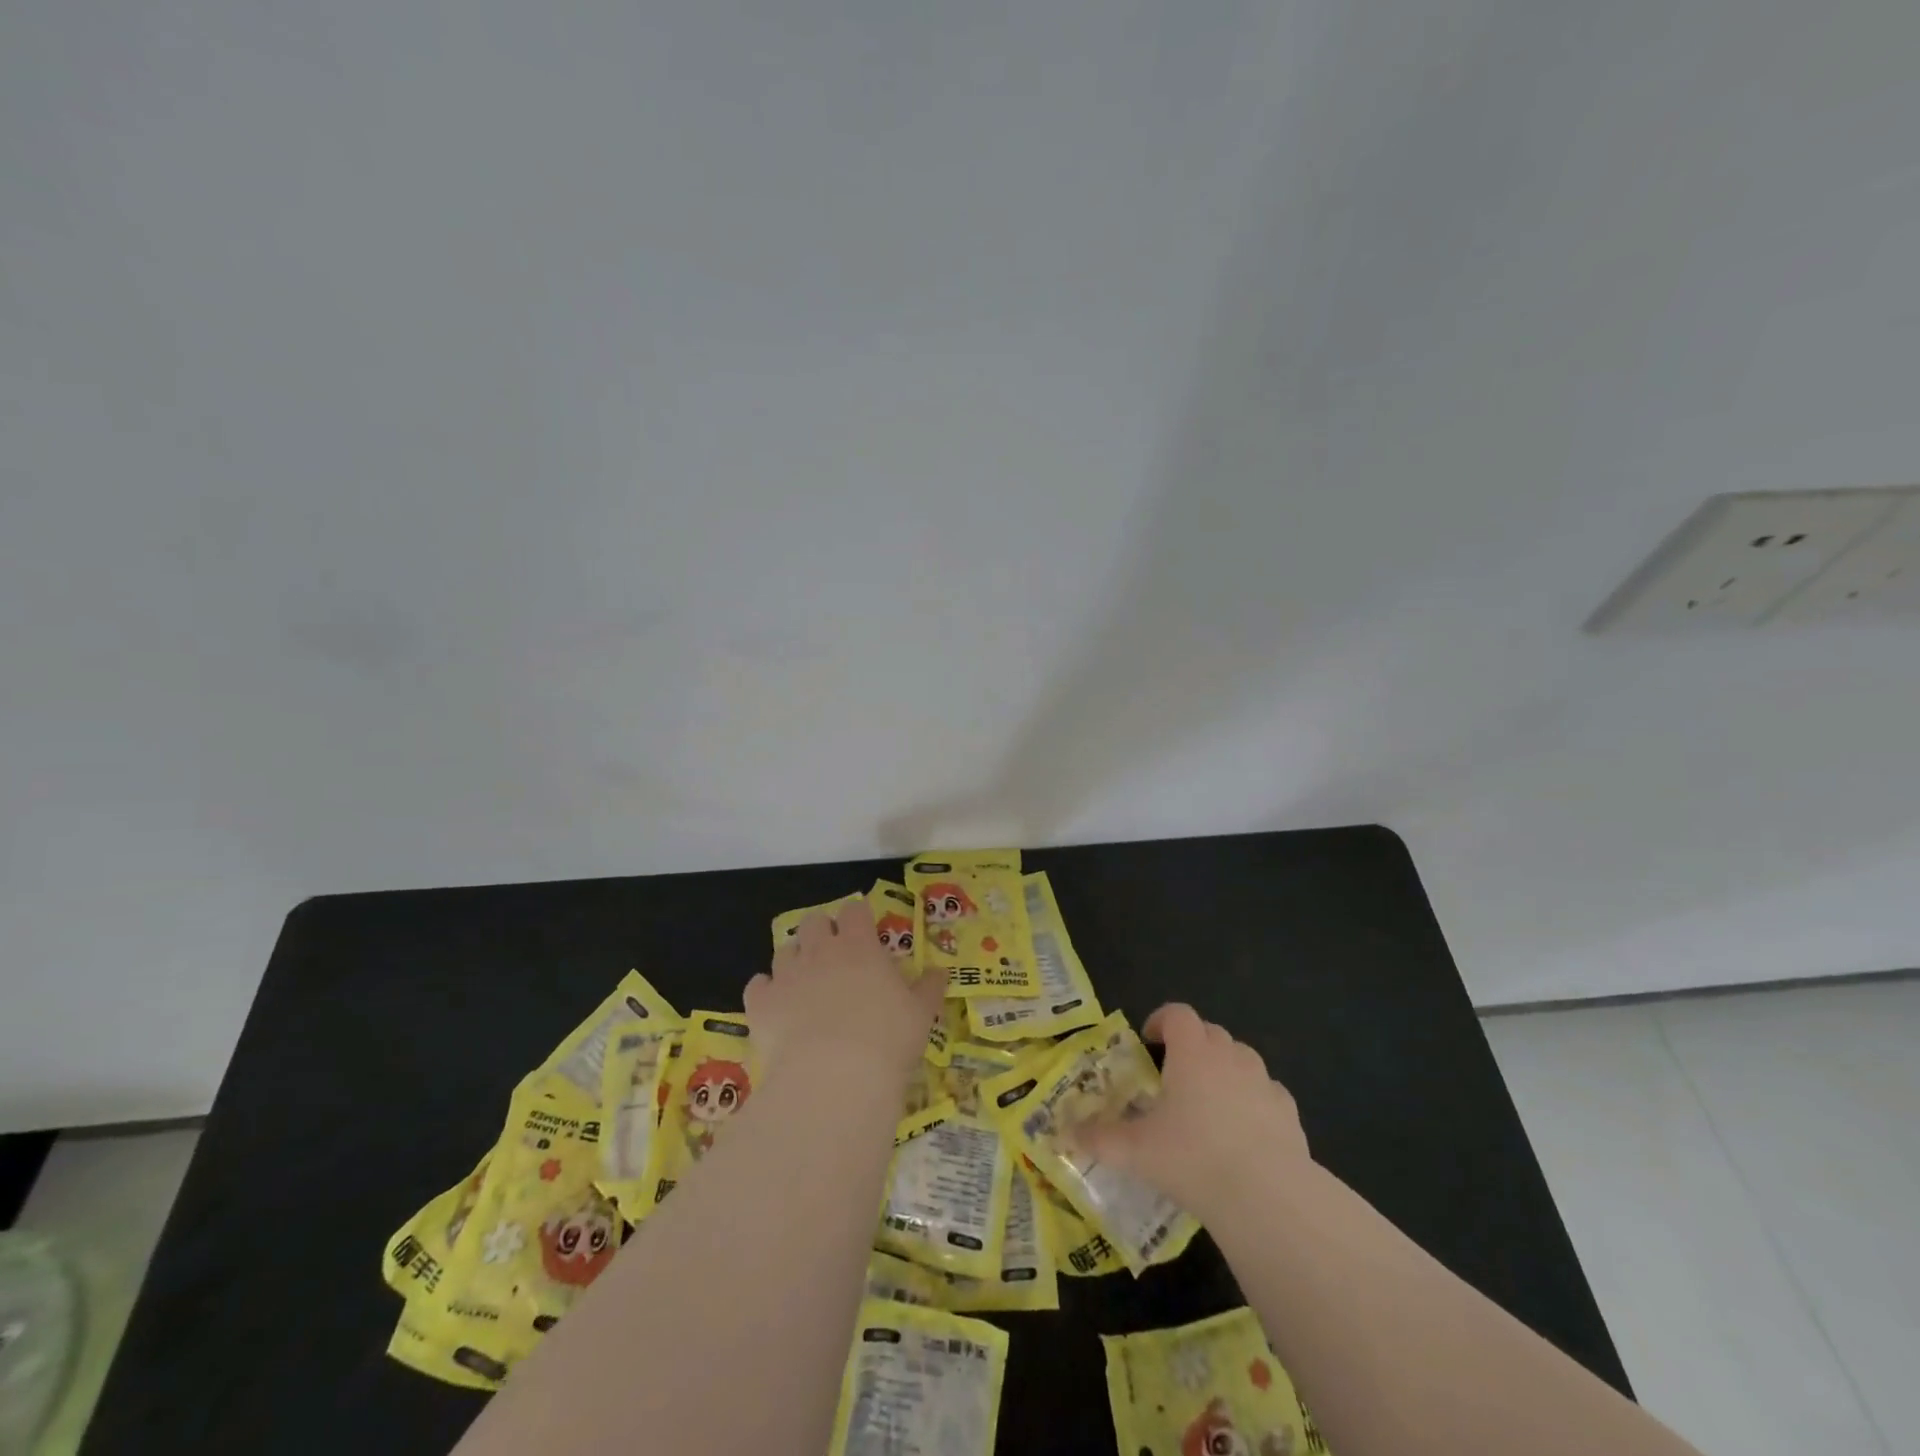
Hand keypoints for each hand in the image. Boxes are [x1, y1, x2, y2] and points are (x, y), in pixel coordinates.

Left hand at [744, 897, 945, 1086]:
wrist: (835, 1077)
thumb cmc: (888, 1039)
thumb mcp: (921, 1013)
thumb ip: (929, 987)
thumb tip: (940, 971)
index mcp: (860, 945)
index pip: (855, 910)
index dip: (858, 918)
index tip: (865, 931)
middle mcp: (821, 950)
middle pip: (813, 921)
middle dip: (822, 932)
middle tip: (834, 956)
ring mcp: (787, 974)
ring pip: (784, 950)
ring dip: (795, 960)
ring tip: (805, 983)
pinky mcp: (761, 1003)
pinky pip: (757, 985)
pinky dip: (766, 991)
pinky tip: (775, 1006)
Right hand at [1073, 1003, 1307, 1218]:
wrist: (1267, 1196)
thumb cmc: (1193, 1158)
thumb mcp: (1135, 1151)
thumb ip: (1099, 1139)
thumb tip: (1065, 1135)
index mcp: (1192, 1053)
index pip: (1177, 1014)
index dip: (1161, 1020)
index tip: (1149, 1043)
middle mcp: (1229, 1056)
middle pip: (1210, 1032)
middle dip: (1191, 1045)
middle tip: (1173, 1077)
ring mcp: (1263, 1082)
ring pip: (1241, 1058)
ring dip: (1224, 1068)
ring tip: (1209, 1103)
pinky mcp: (1289, 1112)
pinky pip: (1267, 1092)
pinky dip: (1253, 1100)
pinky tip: (1244, 1132)